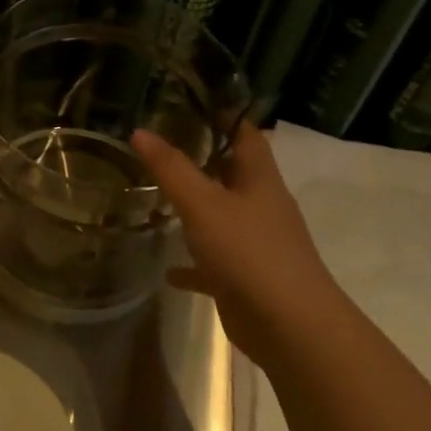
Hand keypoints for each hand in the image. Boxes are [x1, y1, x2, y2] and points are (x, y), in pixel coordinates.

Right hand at [131, 122, 343, 371]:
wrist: (290, 326)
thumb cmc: (249, 252)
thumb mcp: (203, 204)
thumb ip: (171, 169)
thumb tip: (140, 131)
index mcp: (260, 180)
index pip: (246, 135)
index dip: (225, 116)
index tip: (191, 104)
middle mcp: (262, 206)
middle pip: (234, 174)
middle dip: (204, 161)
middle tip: (163, 148)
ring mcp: (256, 244)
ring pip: (223, 217)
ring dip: (197, 209)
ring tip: (158, 198)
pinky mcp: (246, 277)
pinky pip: (214, 263)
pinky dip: (193, 263)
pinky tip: (169, 269)